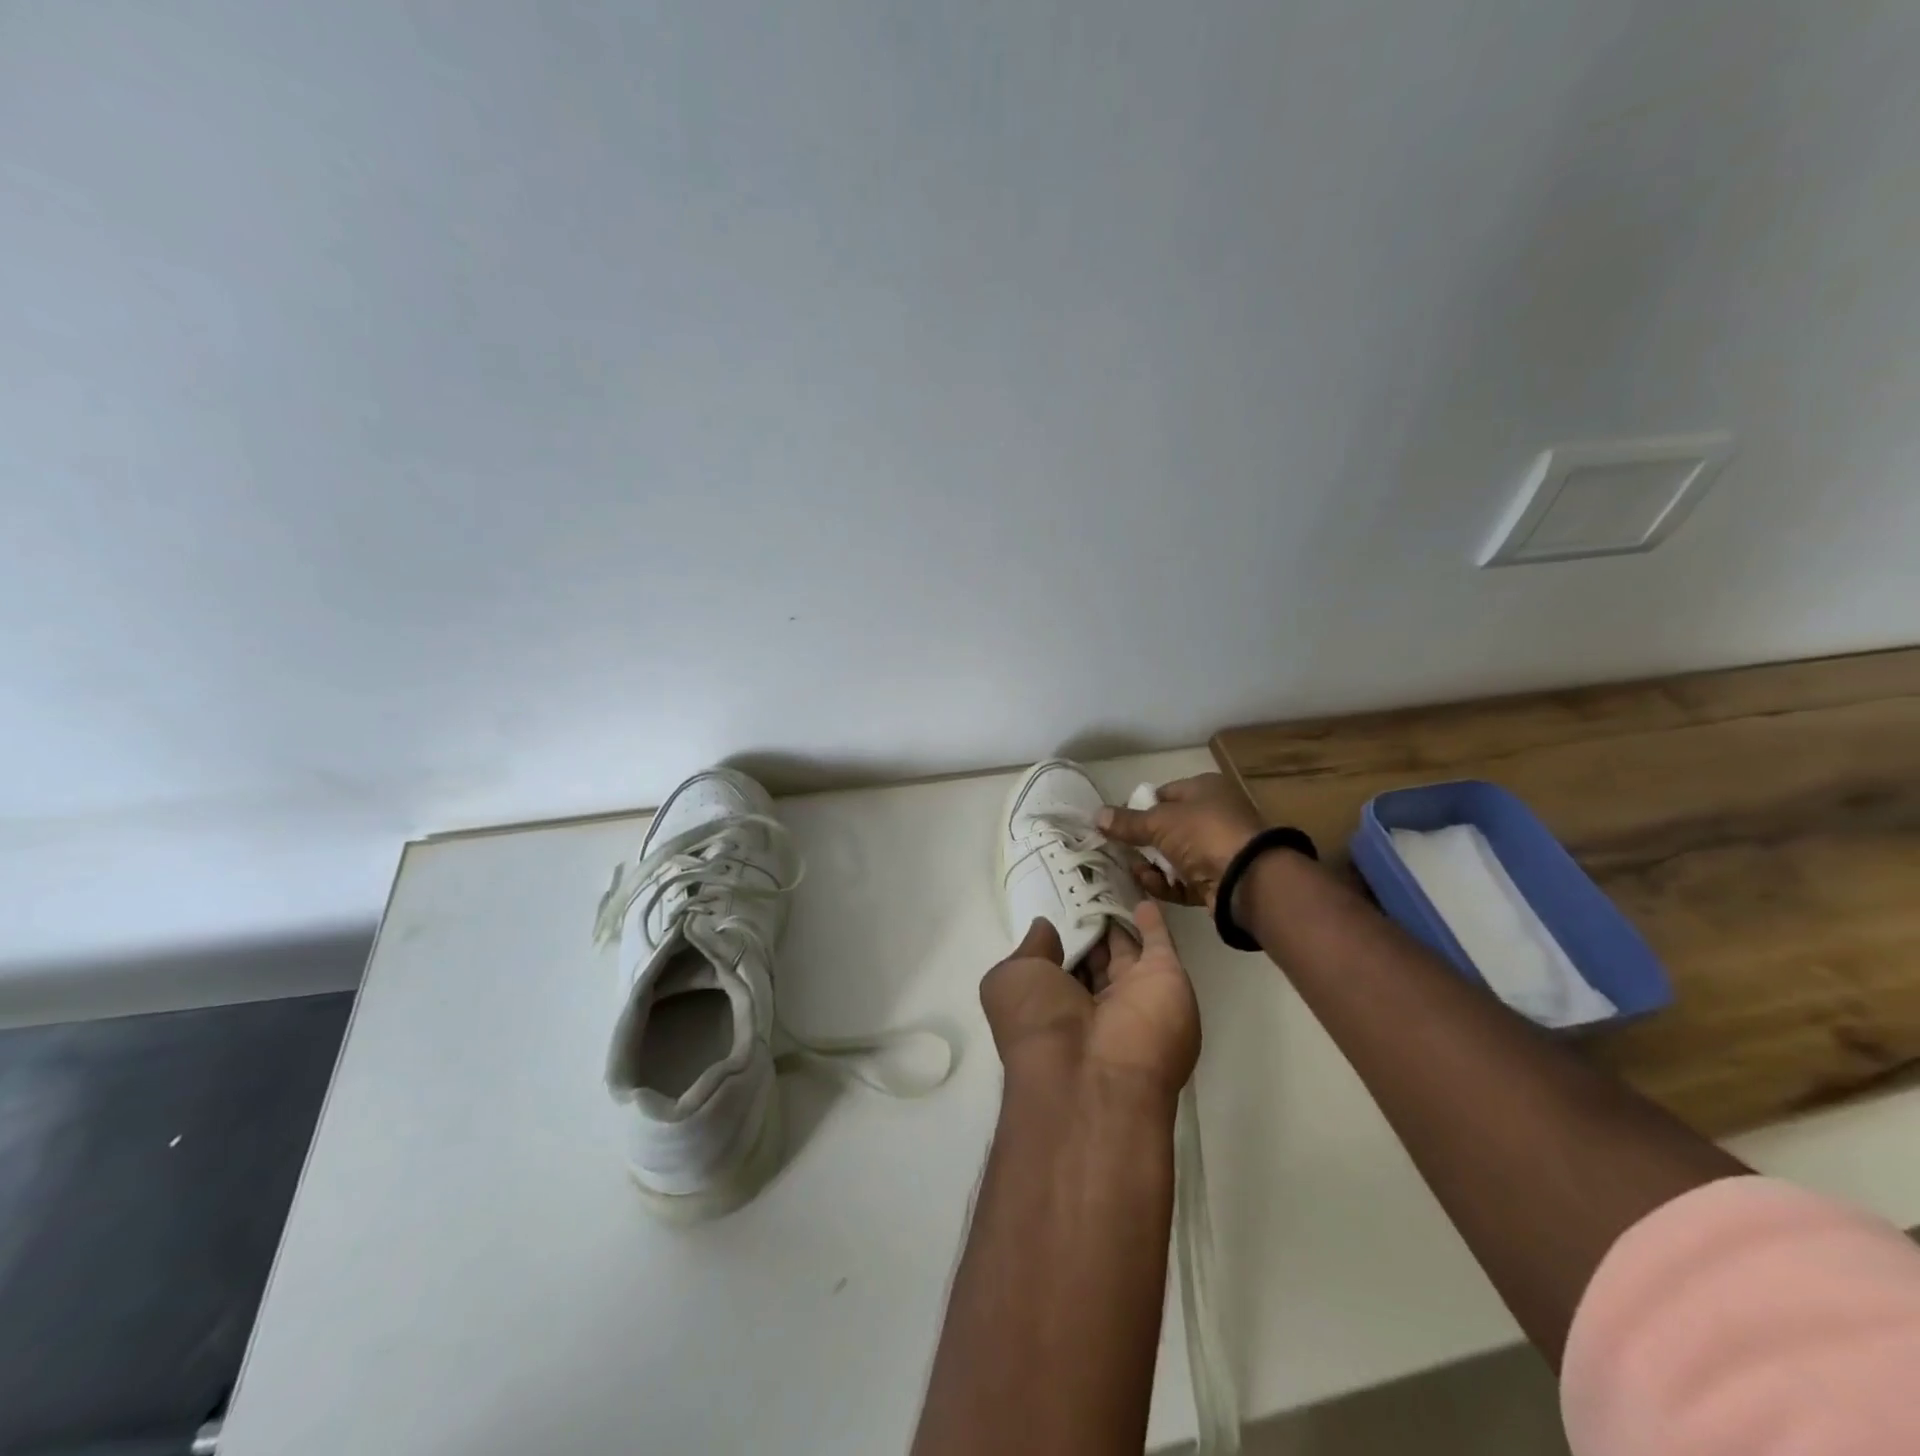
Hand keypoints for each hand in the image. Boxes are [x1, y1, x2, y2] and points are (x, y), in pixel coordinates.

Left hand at [979, 902, 1199, 1101]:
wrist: (1096, 1076)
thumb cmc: (1039, 1024)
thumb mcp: (1013, 980)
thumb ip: (1031, 948)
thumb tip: (1044, 926)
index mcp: (1055, 1006)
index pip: (1058, 966)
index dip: (1059, 939)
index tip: (1057, 905)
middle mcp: (1094, 1004)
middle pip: (1094, 958)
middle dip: (1091, 928)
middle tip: (1086, 887)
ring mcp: (1133, 993)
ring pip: (1125, 950)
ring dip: (1119, 921)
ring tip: (1112, 884)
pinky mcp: (1166, 980)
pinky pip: (1160, 944)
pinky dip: (1154, 923)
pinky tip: (1143, 898)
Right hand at [1097, 773, 1263, 909]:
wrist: (1247, 879)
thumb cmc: (1204, 833)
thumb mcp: (1159, 821)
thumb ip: (1127, 822)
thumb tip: (1096, 815)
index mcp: (1205, 790)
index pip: (1164, 794)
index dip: (1139, 807)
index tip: (1116, 823)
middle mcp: (1213, 816)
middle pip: (1167, 828)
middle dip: (1142, 841)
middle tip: (1118, 849)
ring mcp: (1216, 850)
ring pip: (1172, 857)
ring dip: (1151, 865)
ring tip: (1134, 870)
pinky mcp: (1215, 881)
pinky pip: (1182, 881)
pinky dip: (1165, 884)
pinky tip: (1150, 884)